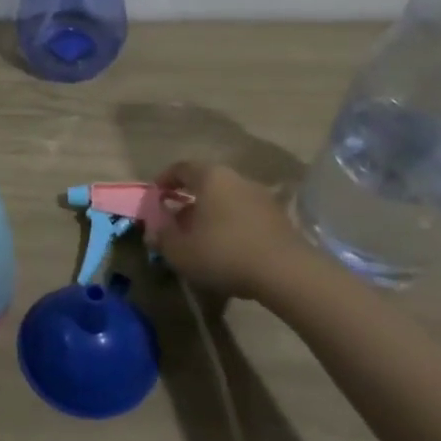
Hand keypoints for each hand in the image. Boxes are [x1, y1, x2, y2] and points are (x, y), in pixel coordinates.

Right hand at [147, 161, 300, 300]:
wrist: (286, 272)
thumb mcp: (181, 251)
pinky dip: (231, 225)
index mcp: (210, 177)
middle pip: (206, 183)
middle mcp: (236, 179)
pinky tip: (227, 248)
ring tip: (201, 238)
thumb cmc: (224, 253)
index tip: (156, 197)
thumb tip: (154, 231)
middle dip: (188, 200)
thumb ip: (162, 238)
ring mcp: (261, 196)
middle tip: (176, 221)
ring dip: (211, 214)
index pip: (181, 168)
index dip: (164, 180)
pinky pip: (245, 214)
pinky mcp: (278, 217)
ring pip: (227, 199)